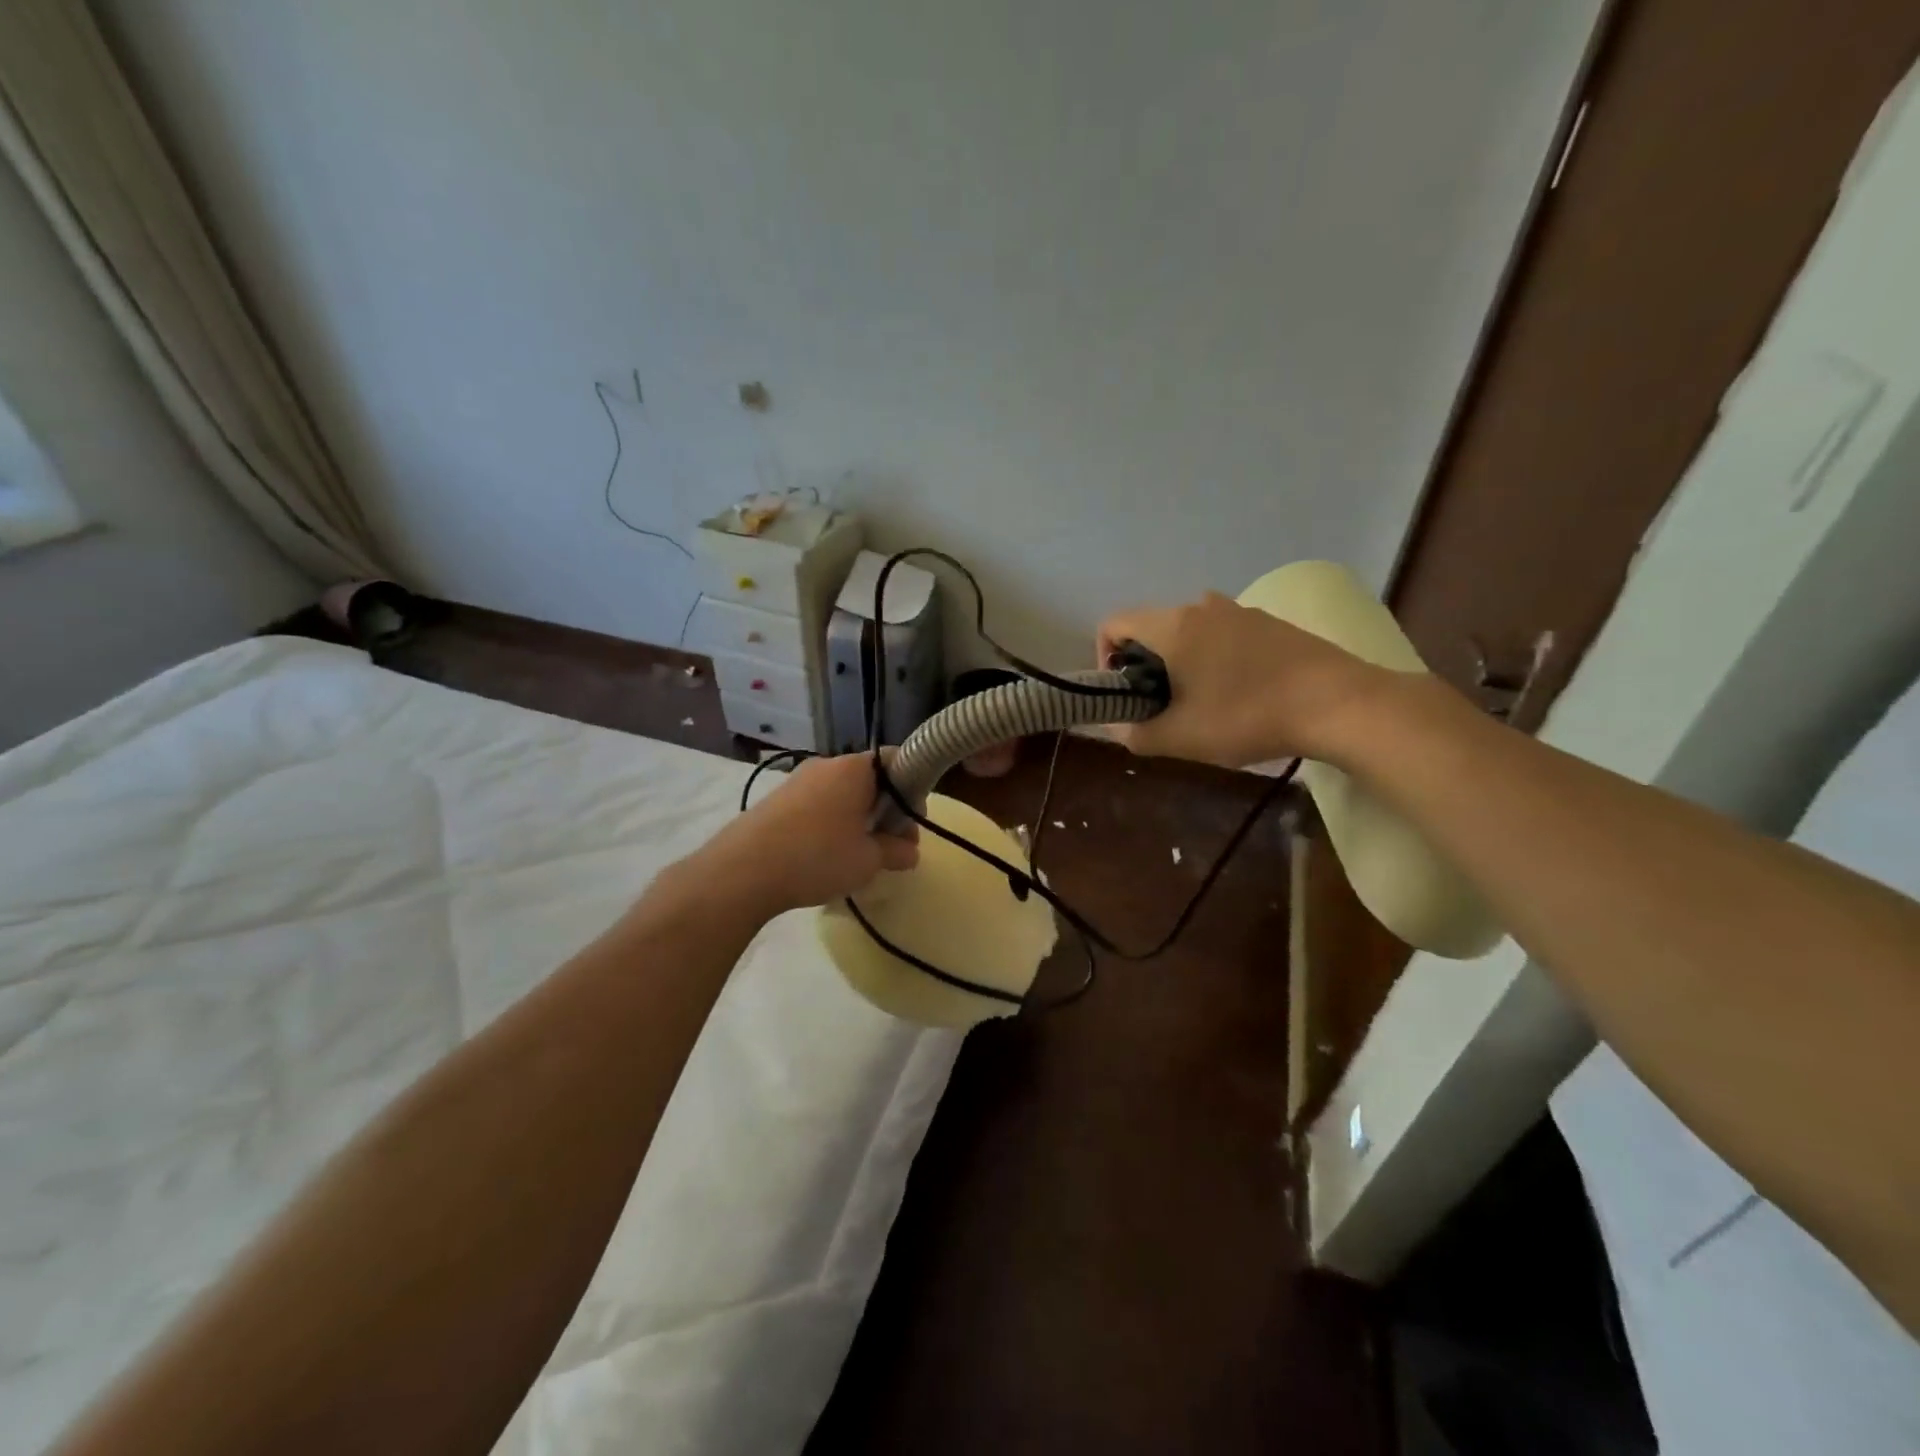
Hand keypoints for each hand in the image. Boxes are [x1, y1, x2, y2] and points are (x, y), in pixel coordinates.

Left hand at [688, 754, 918, 919]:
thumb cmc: (817, 857)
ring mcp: (797, 781)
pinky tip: (826, 856)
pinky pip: (818, 806)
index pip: (897, 759)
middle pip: (870, 780)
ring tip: (859, 857)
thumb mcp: (868, 860)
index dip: (914, 789)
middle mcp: (826, 765)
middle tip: (891, 847)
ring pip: (843, 794)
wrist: (741, 871)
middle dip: (886, 811)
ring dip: (859, 820)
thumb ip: (896, 851)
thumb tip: (910, 851)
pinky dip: (832, 824)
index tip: (912, 824)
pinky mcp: (777, 801)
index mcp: (854, 769)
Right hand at [1098, 593, 1386, 768]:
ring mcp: (1240, 610)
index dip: (1104, 659)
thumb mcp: (1182, 738)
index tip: (1124, 694)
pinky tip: (1238, 695)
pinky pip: (1222, 635)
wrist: (1339, 703)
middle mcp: (1202, 606)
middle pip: (1151, 628)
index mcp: (1173, 625)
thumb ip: (1136, 734)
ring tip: (1201, 704)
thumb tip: (1117, 727)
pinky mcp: (1270, 623)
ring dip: (1180, 663)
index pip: (1114, 623)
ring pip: (1188, 632)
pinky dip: (1212, 659)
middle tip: (1161, 708)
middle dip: (1144, 667)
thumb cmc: (1247, 716)